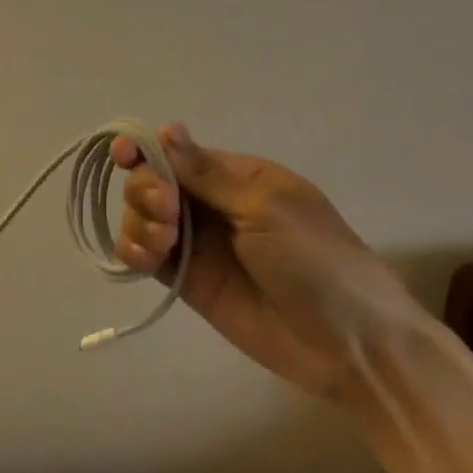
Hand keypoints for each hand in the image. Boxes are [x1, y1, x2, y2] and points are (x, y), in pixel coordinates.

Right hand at [113, 124, 423, 397]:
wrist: (348, 343)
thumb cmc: (317, 260)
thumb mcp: (266, 207)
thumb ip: (208, 174)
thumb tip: (165, 129)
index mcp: (237, 176)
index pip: (178, 152)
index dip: (146, 150)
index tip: (125, 155)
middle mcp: (212, 204)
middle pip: (153, 182)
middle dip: (147, 190)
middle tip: (166, 212)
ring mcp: (198, 243)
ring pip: (143, 217)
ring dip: (139, 222)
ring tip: (164, 243)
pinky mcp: (188, 280)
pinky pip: (147, 256)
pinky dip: (134, 251)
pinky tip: (145, 258)